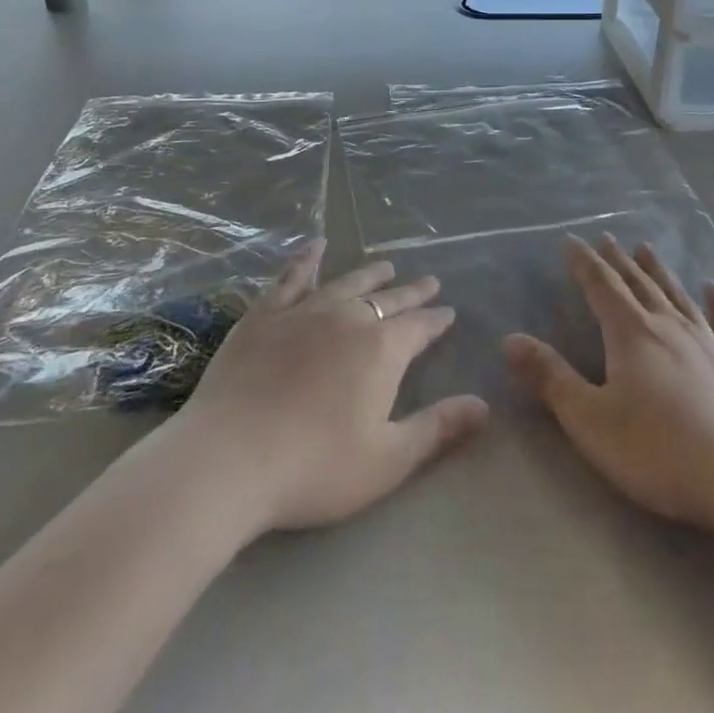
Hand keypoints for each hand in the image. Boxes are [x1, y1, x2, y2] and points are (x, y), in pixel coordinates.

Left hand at [176, 241, 488, 534]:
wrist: (229, 458)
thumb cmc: (314, 467)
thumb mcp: (387, 460)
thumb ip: (438, 429)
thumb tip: (484, 405)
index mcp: (382, 349)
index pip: (420, 326)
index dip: (437, 320)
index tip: (449, 311)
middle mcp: (349, 317)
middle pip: (388, 299)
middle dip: (412, 292)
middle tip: (429, 281)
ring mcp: (305, 310)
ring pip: (348, 282)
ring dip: (371, 273)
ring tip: (386, 265)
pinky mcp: (265, 313)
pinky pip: (292, 276)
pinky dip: (307, 257)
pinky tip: (315, 244)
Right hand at [505, 234, 713, 548]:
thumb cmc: (662, 453)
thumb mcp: (592, 422)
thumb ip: (551, 378)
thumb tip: (511, 338)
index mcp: (632, 334)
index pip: (601, 286)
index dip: (583, 262)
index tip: (570, 240)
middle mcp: (670, 325)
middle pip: (638, 284)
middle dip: (618, 261)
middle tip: (606, 238)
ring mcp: (711, 342)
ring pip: (678, 295)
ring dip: (659, 271)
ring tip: (647, 249)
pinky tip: (713, 287)